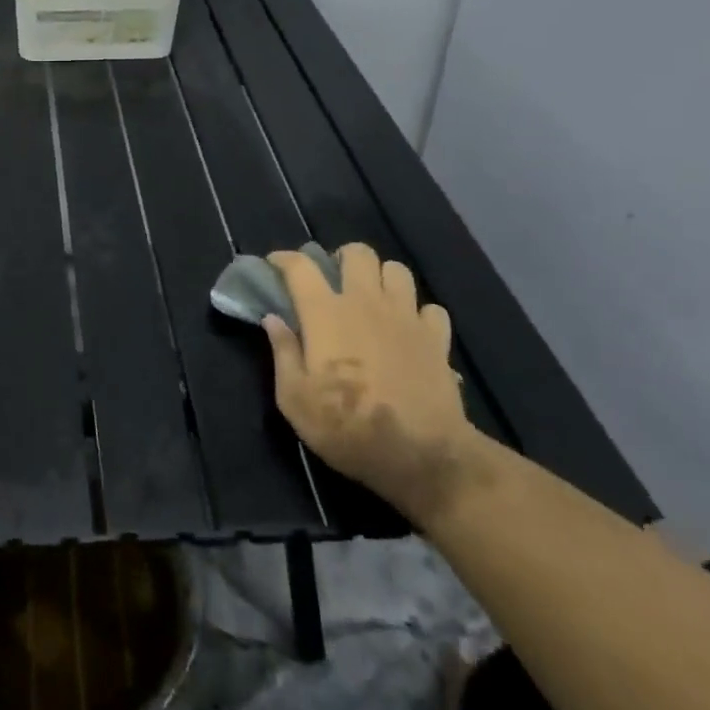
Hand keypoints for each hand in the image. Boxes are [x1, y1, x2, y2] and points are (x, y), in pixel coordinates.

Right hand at [263, 243, 476, 521]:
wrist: (422, 456)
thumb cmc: (347, 428)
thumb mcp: (295, 399)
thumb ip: (282, 352)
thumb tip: (272, 319)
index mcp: (325, 312)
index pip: (299, 266)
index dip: (283, 259)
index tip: (275, 265)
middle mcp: (365, 302)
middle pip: (357, 253)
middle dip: (341, 258)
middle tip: (334, 280)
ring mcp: (405, 317)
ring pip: (397, 270)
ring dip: (382, 278)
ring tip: (373, 298)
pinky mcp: (436, 338)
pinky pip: (430, 308)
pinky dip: (418, 313)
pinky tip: (409, 330)